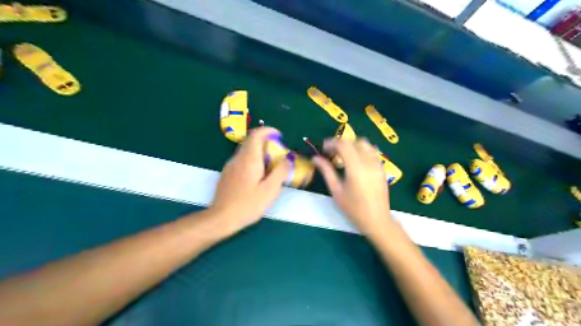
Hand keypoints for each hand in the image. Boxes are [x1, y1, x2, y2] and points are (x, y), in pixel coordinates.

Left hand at [212, 126, 290, 233]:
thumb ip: (281, 172)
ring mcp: (230, 166)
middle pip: (251, 141)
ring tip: (270, 167)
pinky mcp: (227, 173)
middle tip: (278, 155)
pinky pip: (242, 160)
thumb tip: (288, 158)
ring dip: (260, 153)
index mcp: (249, 159)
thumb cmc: (248, 205)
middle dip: (266, 143)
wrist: (221, 218)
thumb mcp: (270, 190)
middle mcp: (238, 158)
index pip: (257, 134)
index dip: (269, 131)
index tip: (280, 136)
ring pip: (246, 151)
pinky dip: (252, 161)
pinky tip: (258, 177)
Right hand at [315, 138, 392, 236]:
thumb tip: (315, 158)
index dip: (331, 143)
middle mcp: (368, 162)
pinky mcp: (382, 168)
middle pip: (354, 141)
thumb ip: (326, 171)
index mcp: (356, 168)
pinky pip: (372, 152)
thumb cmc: (353, 208)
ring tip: (343, 155)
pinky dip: (361, 150)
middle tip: (331, 152)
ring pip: (365, 144)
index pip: (343, 145)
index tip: (323, 149)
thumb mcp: (336, 191)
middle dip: (341, 143)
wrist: (376, 220)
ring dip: (352, 145)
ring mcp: (377, 164)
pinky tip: (355, 161)